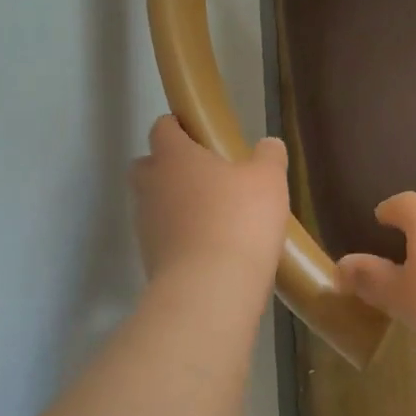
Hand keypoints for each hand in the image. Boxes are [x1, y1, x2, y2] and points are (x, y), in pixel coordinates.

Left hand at [130, 115, 287, 283]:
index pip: (163, 128)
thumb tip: (268, 144)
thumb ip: (268, 156)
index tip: (202, 133)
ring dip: (178, 206)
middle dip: (171, 167)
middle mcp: (151, 186)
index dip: (179, 126)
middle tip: (207, 176)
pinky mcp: (150, 259)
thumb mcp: (268, 180)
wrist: (210, 289)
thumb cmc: (239, 220)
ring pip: (155, 204)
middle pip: (149, 165)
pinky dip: (182, 238)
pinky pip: (165, 237)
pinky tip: (213, 248)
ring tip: (216, 217)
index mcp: (174, 157)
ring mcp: (146, 225)